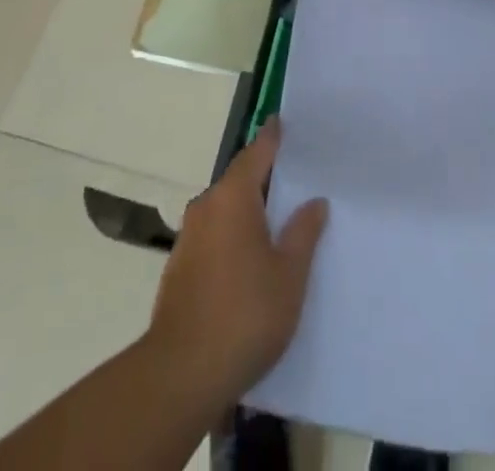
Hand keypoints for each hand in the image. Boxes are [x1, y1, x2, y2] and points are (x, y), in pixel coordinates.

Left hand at [145, 119, 328, 404]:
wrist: (181, 373)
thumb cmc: (245, 314)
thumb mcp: (289, 274)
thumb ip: (303, 232)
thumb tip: (314, 201)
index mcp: (233, 197)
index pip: (256, 153)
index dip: (272, 137)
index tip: (282, 121)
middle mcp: (206, 206)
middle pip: (238, 180)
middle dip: (262, 177)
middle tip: (292, 176)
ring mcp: (188, 237)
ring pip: (224, 209)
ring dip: (247, 209)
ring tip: (275, 219)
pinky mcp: (179, 268)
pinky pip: (213, 234)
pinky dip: (232, 234)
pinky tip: (249, 257)